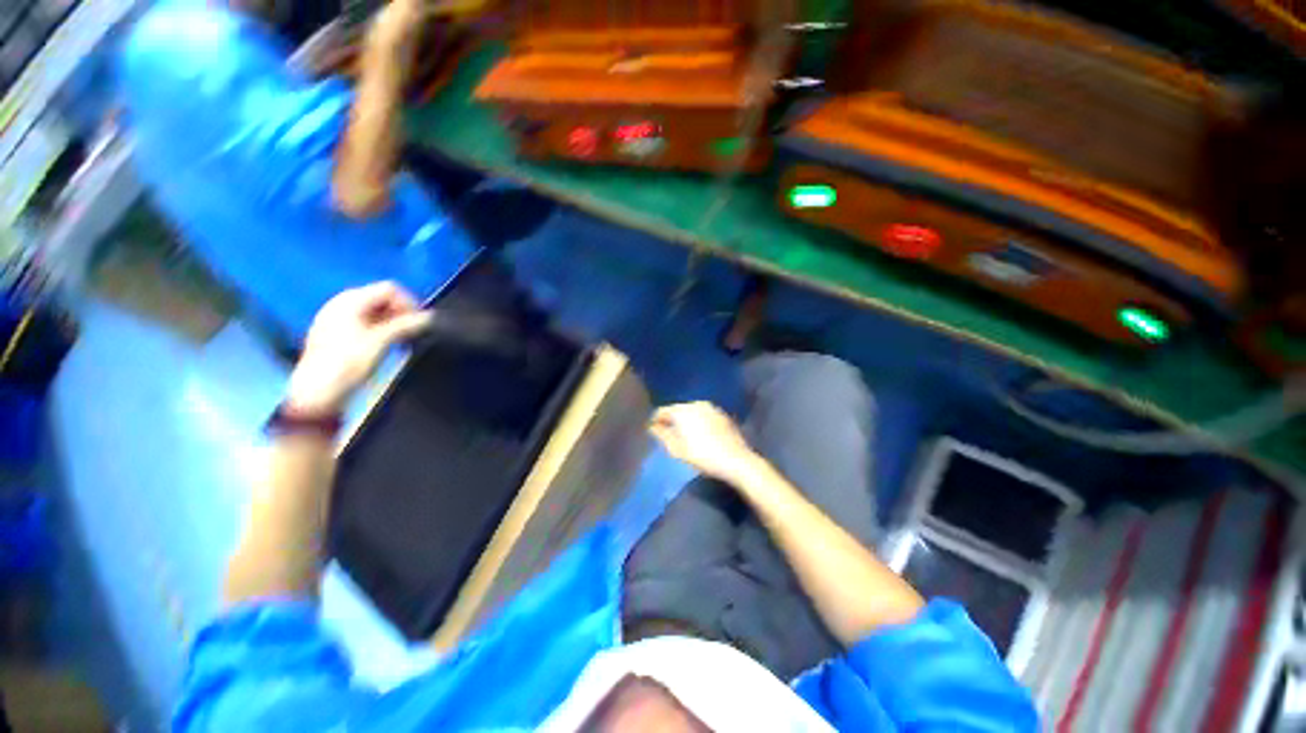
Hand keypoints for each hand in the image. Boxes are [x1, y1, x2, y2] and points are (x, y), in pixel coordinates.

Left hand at [286, 282, 431, 414]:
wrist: (316, 392)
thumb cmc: (347, 364)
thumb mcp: (381, 342)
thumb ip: (406, 326)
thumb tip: (430, 318)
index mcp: (350, 300)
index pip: (390, 289)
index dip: (409, 303)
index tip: (419, 323)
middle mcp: (341, 302)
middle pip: (381, 297)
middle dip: (401, 312)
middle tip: (412, 331)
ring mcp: (336, 316)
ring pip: (374, 309)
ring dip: (392, 320)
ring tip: (401, 338)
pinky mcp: (335, 330)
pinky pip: (364, 319)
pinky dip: (379, 326)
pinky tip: (384, 342)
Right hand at [650, 402, 761, 483]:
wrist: (736, 460)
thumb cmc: (702, 456)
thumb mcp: (677, 449)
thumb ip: (662, 435)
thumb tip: (653, 426)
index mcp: (682, 410)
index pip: (662, 411)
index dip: (655, 420)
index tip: (651, 431)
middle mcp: (696, 404)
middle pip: (677, 409)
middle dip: (671, 420)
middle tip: (667, 434)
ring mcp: (711, 408)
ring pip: (692, 412)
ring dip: (686, 420)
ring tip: (683, 435)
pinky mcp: (722, 415)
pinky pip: (704, 416)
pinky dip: (699, 422)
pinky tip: (700, 435)